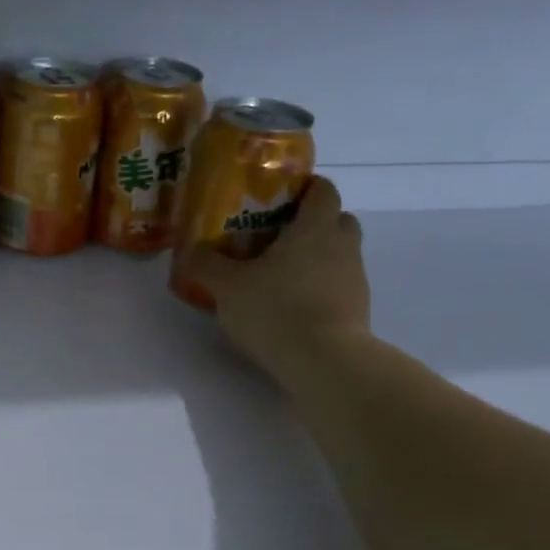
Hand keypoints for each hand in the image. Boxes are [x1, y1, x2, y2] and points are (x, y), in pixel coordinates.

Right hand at [184, 176, 371, 381]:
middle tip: (279, 238)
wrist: (324, 361)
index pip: (322, 190)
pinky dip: (320, 291)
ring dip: (317, 260)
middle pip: (337, 220)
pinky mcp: (358, 310)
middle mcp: (343, 246)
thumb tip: (191, 250)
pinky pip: (339, 287)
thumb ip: (207, 265)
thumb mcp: (228, 287)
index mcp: (315, 227)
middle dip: (313, 224)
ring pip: (339, 256)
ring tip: (281, 278)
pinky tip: (293, 309)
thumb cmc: (275, 309)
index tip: (280, 198)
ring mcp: (355, 279)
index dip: (305, 188)